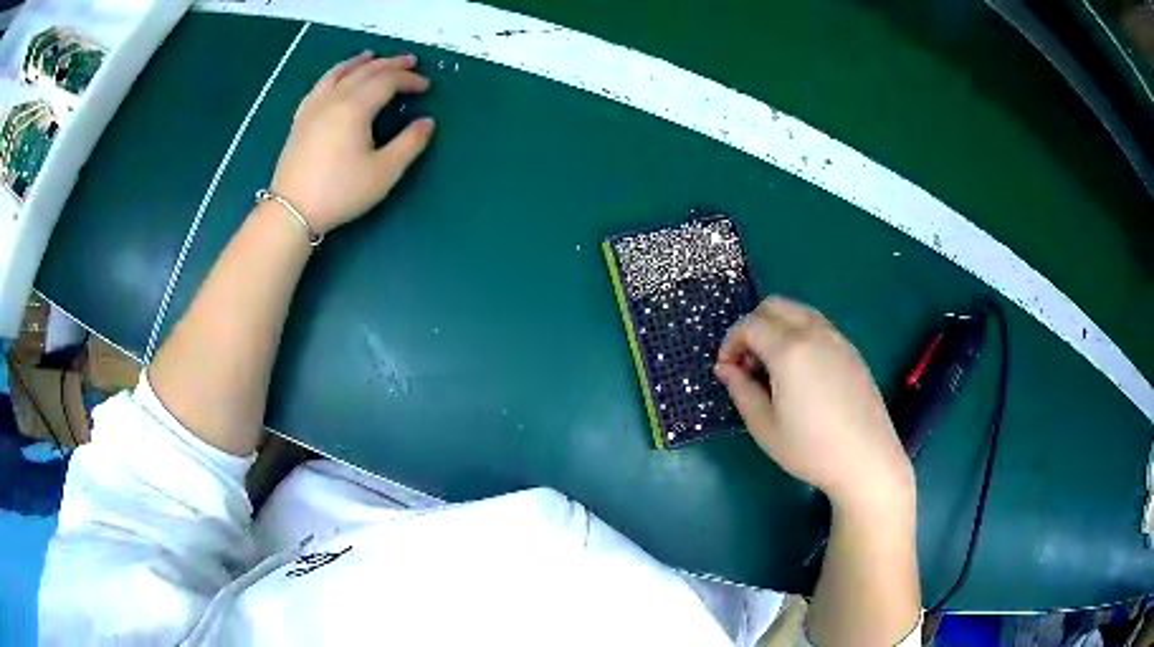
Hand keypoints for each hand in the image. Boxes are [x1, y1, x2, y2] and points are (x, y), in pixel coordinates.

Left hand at [270, 52, 434, 233]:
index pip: (387, 81)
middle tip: (409, 61)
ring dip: (359, 62)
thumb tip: (427, 122)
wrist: (292, 210)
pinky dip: (334, 74)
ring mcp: (314, 107)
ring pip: (339, 73)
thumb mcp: (384, 172)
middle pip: (365, 71)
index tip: (425, 86)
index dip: (409, 80)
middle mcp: (334, 99)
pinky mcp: (301, 119)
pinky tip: (337, 77)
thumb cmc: (340, 192)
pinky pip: (320, 85)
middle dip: (390, 64)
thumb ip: (409, 144)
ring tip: (371, 56)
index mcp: (356, 107)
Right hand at [715, 297, 912, 512]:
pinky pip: (818, 326)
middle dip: (753, 326)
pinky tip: (802, 373)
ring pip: (798, 311)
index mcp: (789, 349)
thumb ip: (740, 390)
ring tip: (775, 367)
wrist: (866, 459)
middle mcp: (814, 333)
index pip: (749, 325)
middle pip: (774, 305)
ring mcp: (837, 338)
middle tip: (749, 363)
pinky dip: (800, 334)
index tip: (727, 370)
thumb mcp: (764, 426)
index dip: (731, 343)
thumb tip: (726, 368)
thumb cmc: (811, 448)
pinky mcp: (852, 350)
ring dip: (778, 327)